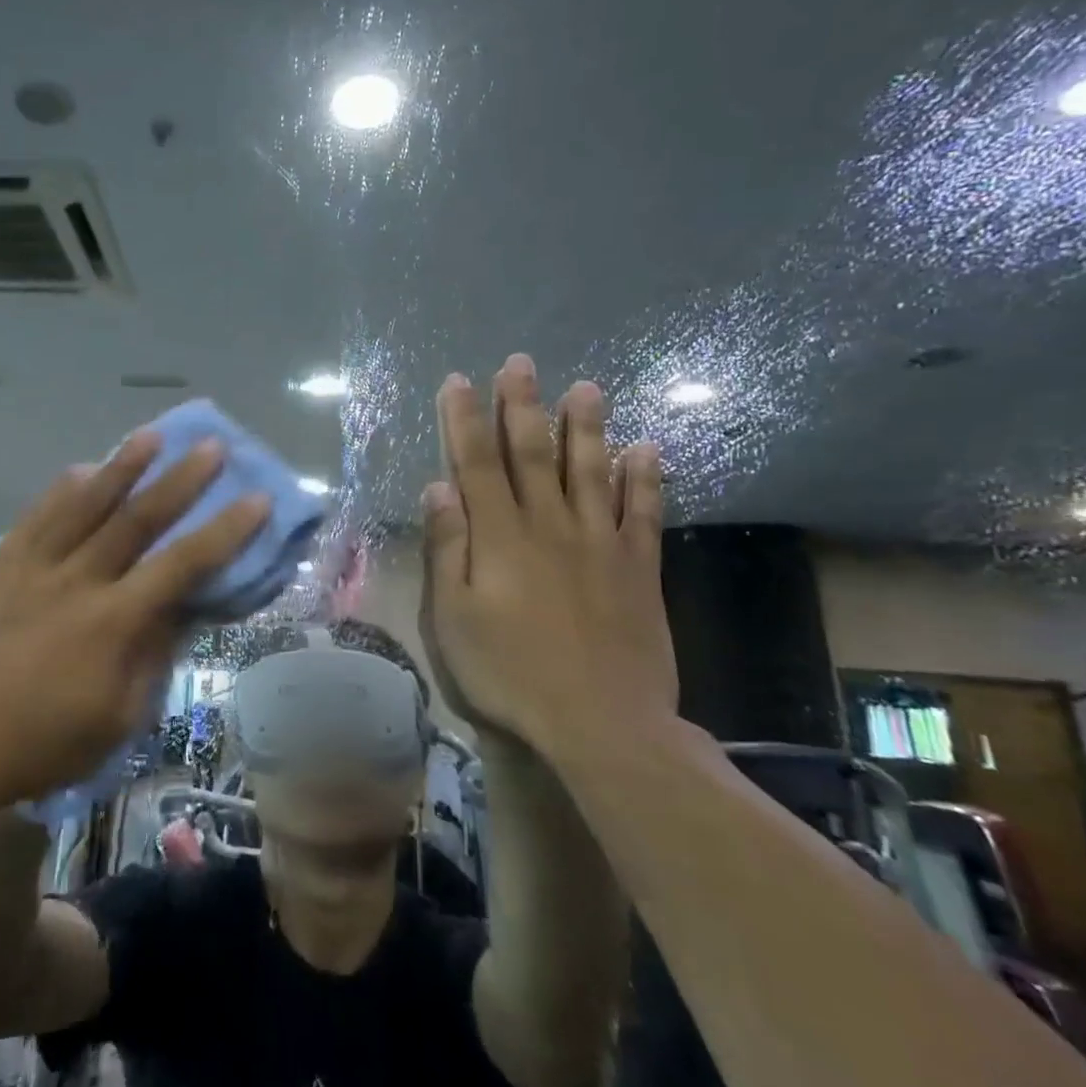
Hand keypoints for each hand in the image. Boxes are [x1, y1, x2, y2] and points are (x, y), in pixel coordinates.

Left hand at [0, 431, 268, 812]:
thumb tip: (177, 612)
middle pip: (138, 519)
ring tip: (151, 436)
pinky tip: (80, 468)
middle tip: (210, 446)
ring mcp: (34, 567)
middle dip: (180, 480)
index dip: (225, 530)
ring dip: (122, 467)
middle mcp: (79, 580)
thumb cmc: (41, 744)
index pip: (183, 564)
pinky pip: (35, 517)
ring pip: (85, 505)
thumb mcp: (117, 719)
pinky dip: (61, 491)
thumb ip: (152, 659)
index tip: (255, 498)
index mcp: (115, 621)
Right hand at [418, 354, 677, 759]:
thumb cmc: (511, 673)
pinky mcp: (638, 568)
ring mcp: (600, 543)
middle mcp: (549, 525)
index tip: (458, 382)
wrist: (601, 723)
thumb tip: (437, 489)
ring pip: (591, 470)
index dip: (464, 419)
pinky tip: (648, 448)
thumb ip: (446, 549)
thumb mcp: (454, 619)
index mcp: (500, 537)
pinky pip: (644, 513)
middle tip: (521, 363)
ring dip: (586, 426)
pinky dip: (647, 479)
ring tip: (587, 386)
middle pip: (532, 453)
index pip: (476, 463)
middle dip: (522, 405)